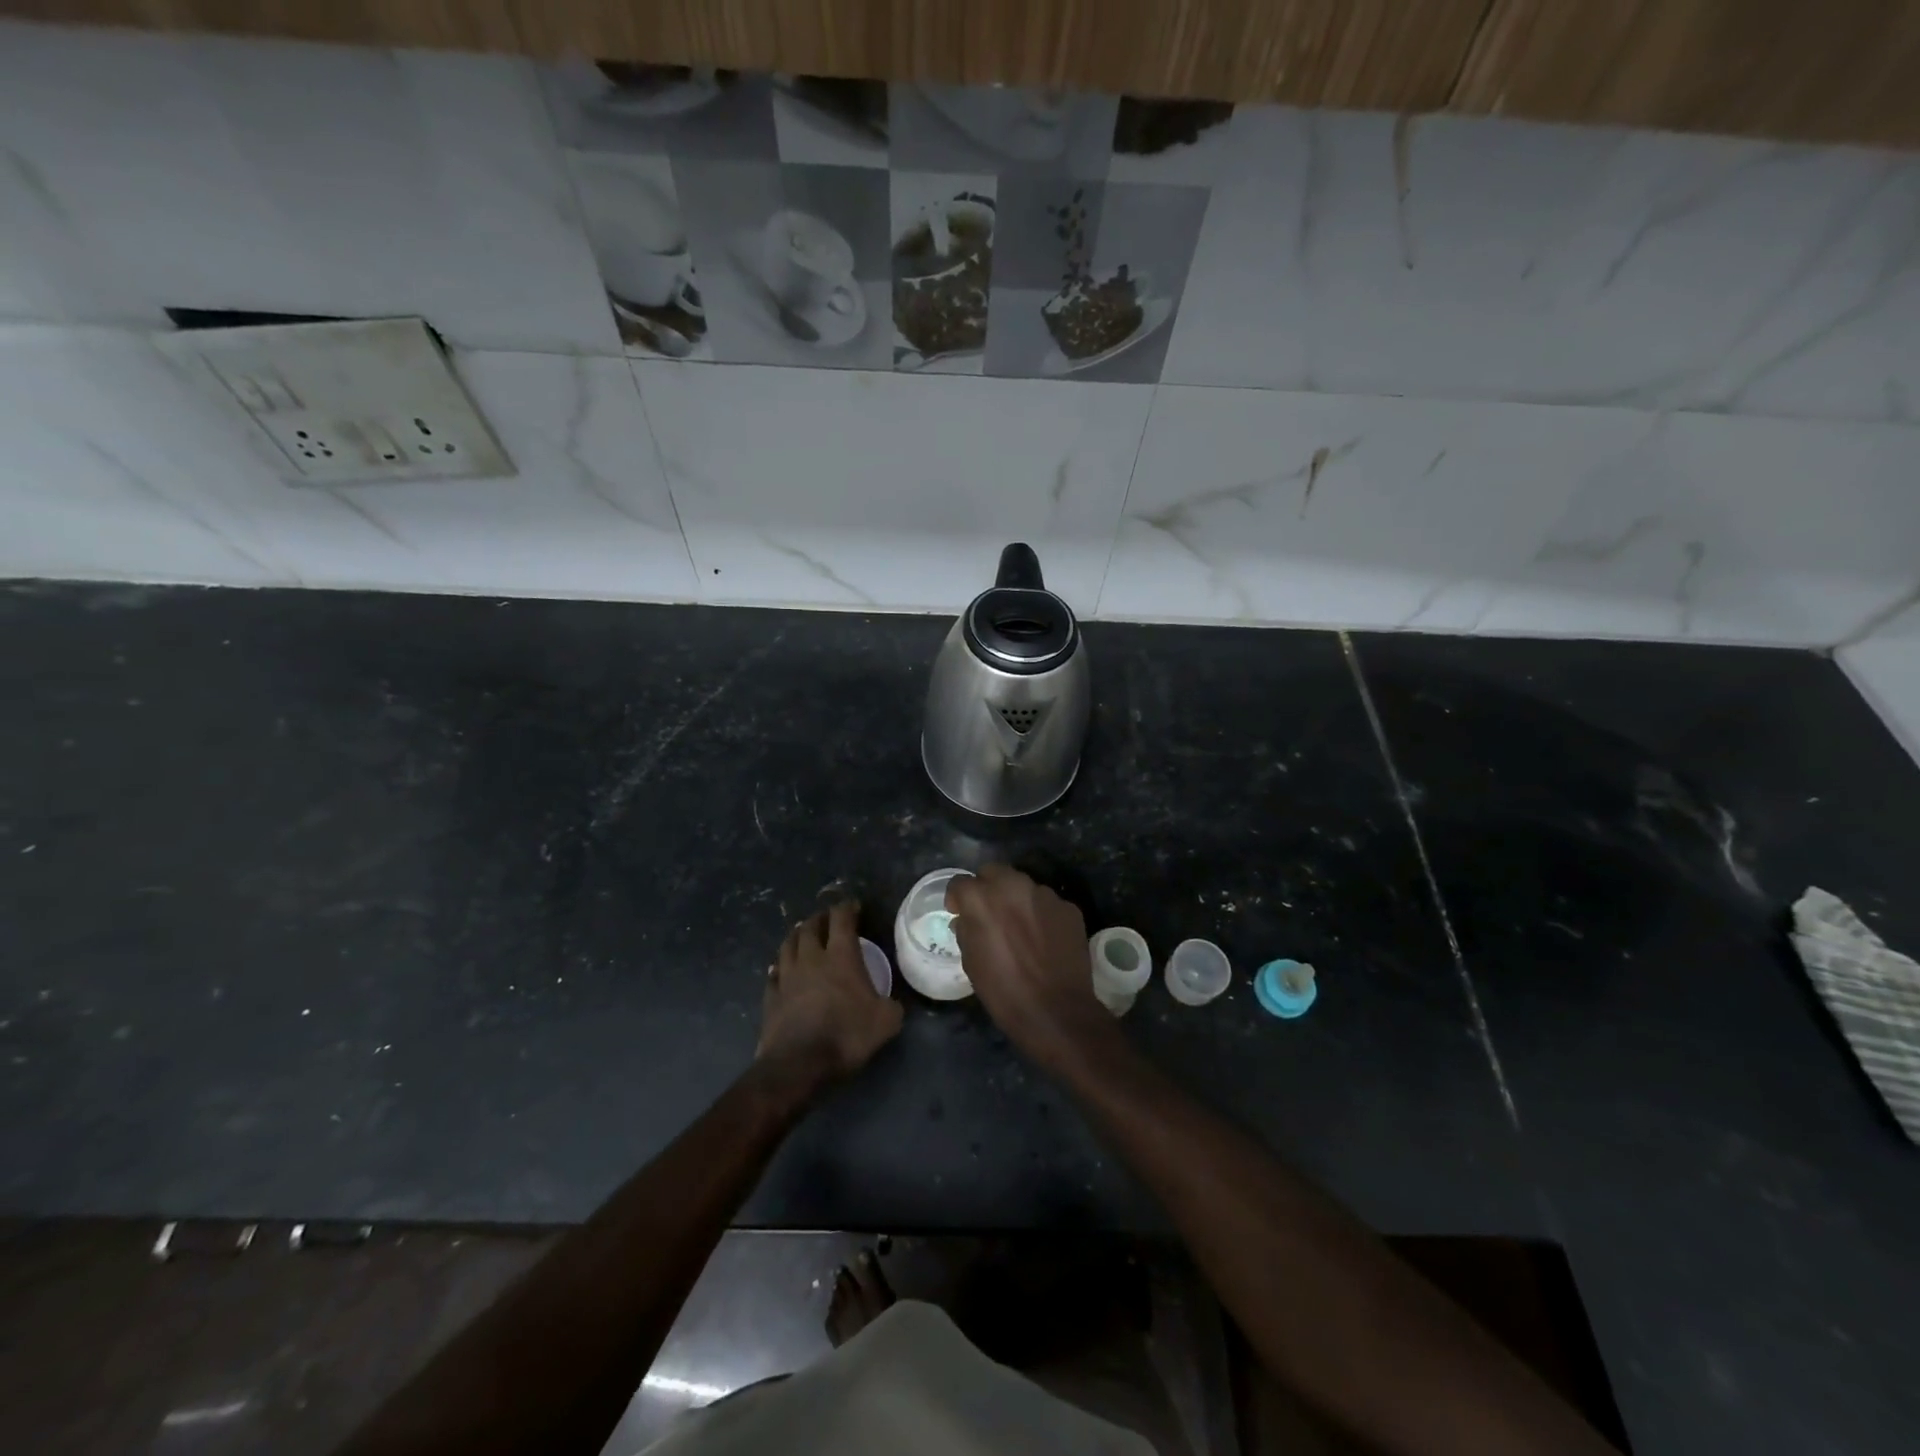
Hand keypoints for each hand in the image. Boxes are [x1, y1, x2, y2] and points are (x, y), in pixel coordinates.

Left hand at [757, 902, 902, 1092]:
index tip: (853, 906)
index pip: (842, 918)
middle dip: (820, 918)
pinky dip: (779, 966)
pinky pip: (774, 973)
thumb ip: (892, 1006)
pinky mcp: (771, 996)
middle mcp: (811, 958)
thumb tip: (893, 1003)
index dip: (847, 907)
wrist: (798, 1064)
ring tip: (803, 934)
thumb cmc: (846, 1035)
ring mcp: (787, 976)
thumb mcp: (886, 1022)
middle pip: (811, 926)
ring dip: (797, 935)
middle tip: (827, 919)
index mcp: (841, 956)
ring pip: (788, 944)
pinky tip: (780, 969)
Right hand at [945, 864, 1121, 1074]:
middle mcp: (1013, 886)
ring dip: (1017, 901)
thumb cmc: (1004, 991)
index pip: (960, 883)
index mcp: (981, 898)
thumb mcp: (971, 963)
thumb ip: (966, 931)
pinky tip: (1045, 940)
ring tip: (1020, 929)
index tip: (959, 913)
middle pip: (993, 872)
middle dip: (987, 888)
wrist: (1056, 1011)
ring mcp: (1045, 894)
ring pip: (1023, 886)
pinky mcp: (1068, 907)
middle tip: (989, 914)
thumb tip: (966, 920)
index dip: (957, 899)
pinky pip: (1047, 904)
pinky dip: (1041, 915)